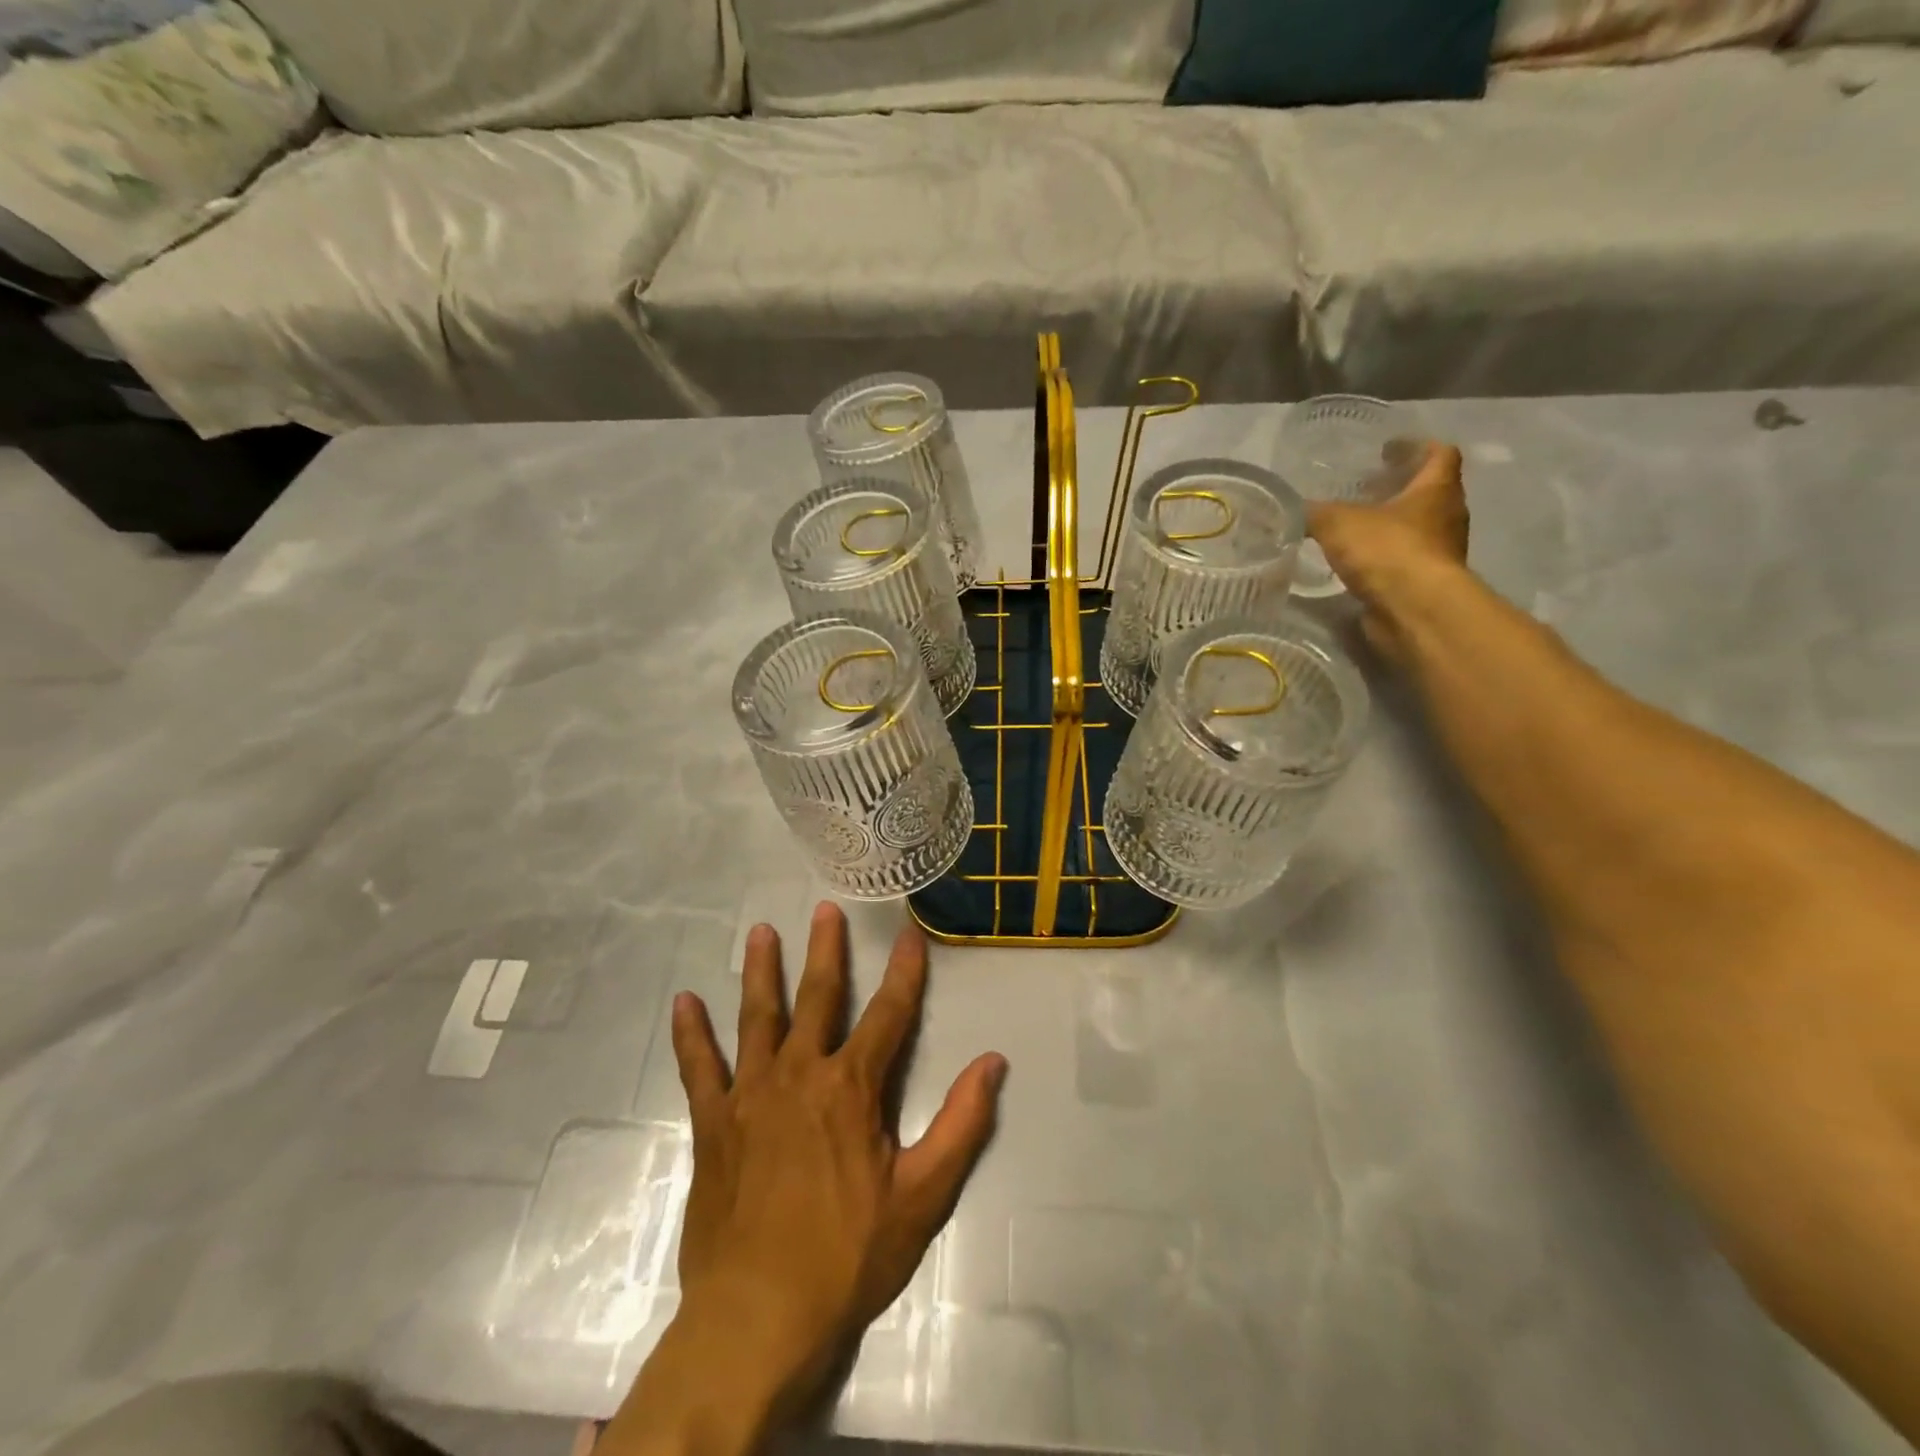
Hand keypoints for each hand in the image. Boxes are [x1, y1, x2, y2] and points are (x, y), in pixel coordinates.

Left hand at [633, 903, 1006, 1446]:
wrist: (757, 1317)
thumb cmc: (848, 1256)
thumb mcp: (923, 1197)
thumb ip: (961, 1124)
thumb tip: (993, 1062)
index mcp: (851, 1088)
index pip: (889, 1014)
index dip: (904, 972)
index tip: (910, 933)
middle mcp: (800, 1074)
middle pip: (818, 997)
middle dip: (826, 950)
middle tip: (826, 908)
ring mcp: (751, 1095)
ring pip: (757, 1017)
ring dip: (761, 971)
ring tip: (761, 931)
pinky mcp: (713, 1123)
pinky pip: (699, 1068)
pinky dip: (691, 1034)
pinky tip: (683, 1002)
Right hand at [1308, 442, 1468, 658]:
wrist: (1413, 609)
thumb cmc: (1387, 551)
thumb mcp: (1338, 522)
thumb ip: (1315, 512)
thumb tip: (1295, 509)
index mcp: (1436, 490)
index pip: (1440, 454)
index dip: (1415, 447)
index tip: (1387, 450)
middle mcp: (1447, 518)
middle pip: (1428, 494)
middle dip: (1398, 490)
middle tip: (1365, 490)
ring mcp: (1439, 554)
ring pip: (1417, 530)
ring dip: (1391, 527)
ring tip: (1355, 530)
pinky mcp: (1425, 585)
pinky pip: (1404, 563)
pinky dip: (1383, 559)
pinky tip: (1355, 565)